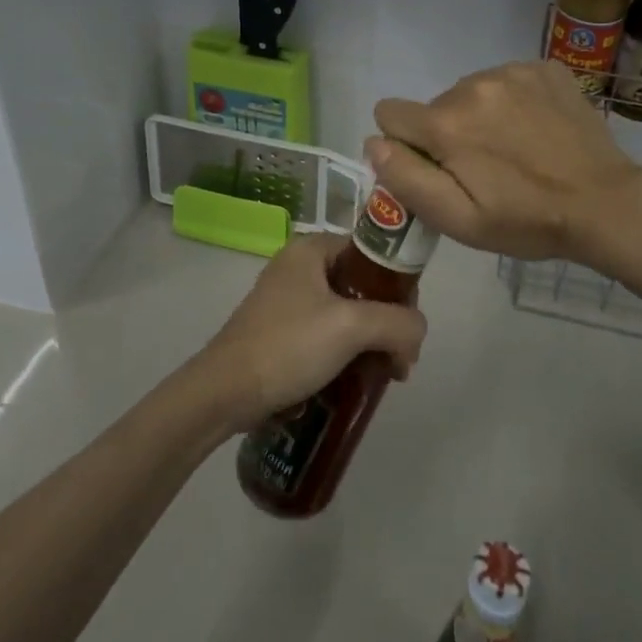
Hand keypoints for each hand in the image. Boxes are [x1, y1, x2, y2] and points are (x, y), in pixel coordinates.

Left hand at [193, 233, 427, 431]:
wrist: (224, 393)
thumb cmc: (288, 346)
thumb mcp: (352, 327)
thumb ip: (398, 322)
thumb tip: (417, 335)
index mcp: (312, 249)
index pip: (373, 253)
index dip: (400, 285)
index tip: (409, 324)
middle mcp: (299, 266)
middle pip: (363, 285)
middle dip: (388, 322)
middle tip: (400, 359)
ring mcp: (288, 299)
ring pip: (348, 312)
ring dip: (371, 341)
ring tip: (384, 375)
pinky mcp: (281, 331)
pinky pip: (328, 333)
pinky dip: (347, 352)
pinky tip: (355, 380)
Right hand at [368, 61, 641, 263]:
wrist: (605, 203)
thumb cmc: (527, 220)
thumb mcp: (458, 220)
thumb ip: (406, 178)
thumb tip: (374, 142)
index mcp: (446, 123)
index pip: (389, 114)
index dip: (405, 145)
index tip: (436, 168)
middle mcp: (472, 84)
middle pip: (434, 106)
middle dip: (447, 134)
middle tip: (484, 168)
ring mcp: (512, 71)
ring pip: (470, 91)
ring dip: (479, 116)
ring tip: (514, 149)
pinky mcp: (544, 68)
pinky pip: (506, 80)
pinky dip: (512, 102)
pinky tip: (536, 130)